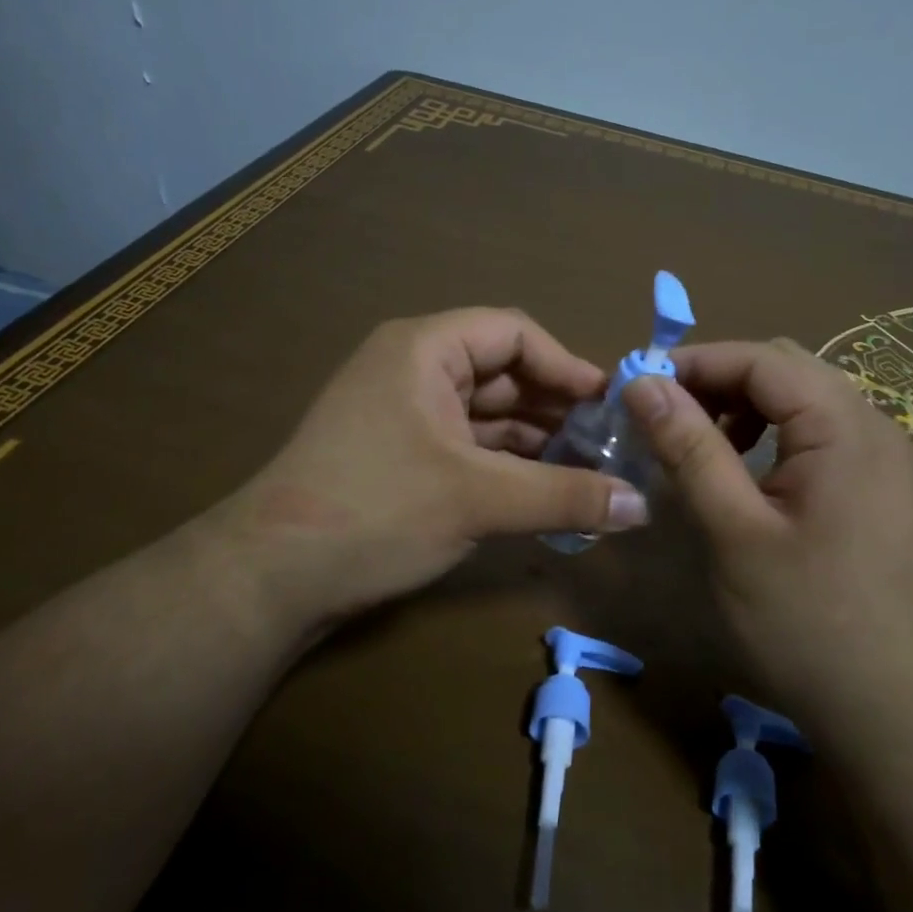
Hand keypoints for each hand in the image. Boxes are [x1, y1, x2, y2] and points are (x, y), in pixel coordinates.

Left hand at [206, 308, 647, 636]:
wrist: (269, 578)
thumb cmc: (376, 511)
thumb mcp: (479, 499)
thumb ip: (565, 496)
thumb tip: (643, 505)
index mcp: (424, 350)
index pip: (514, 334)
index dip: (566, 365)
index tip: (610, 404)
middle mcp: (412, 369)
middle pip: (502, 373)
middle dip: (555, 406)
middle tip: (609, 444)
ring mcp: (402, 413)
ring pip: (485, 414)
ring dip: (534, 439)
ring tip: (587, 471)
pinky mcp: (398, 455)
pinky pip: (466, 444)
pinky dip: (504, 463)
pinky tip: (543, 489)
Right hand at [622, 339, 912, 731]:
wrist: (898, 712)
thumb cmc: (808, 621)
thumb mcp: (734, 531)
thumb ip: (689, 448)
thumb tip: (642, 383)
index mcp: (845, 426)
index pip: (761, 359)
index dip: (695, 363)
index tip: (639, 387)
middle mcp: (876, 426)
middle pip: (787, 371)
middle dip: (719, 381)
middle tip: (664, 416)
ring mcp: (888, 458)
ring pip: (806, 400)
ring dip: (747, 406)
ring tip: (702, 442)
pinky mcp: (885, 488)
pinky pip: (825, 434)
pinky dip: (777, 435)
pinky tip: (751, 472)